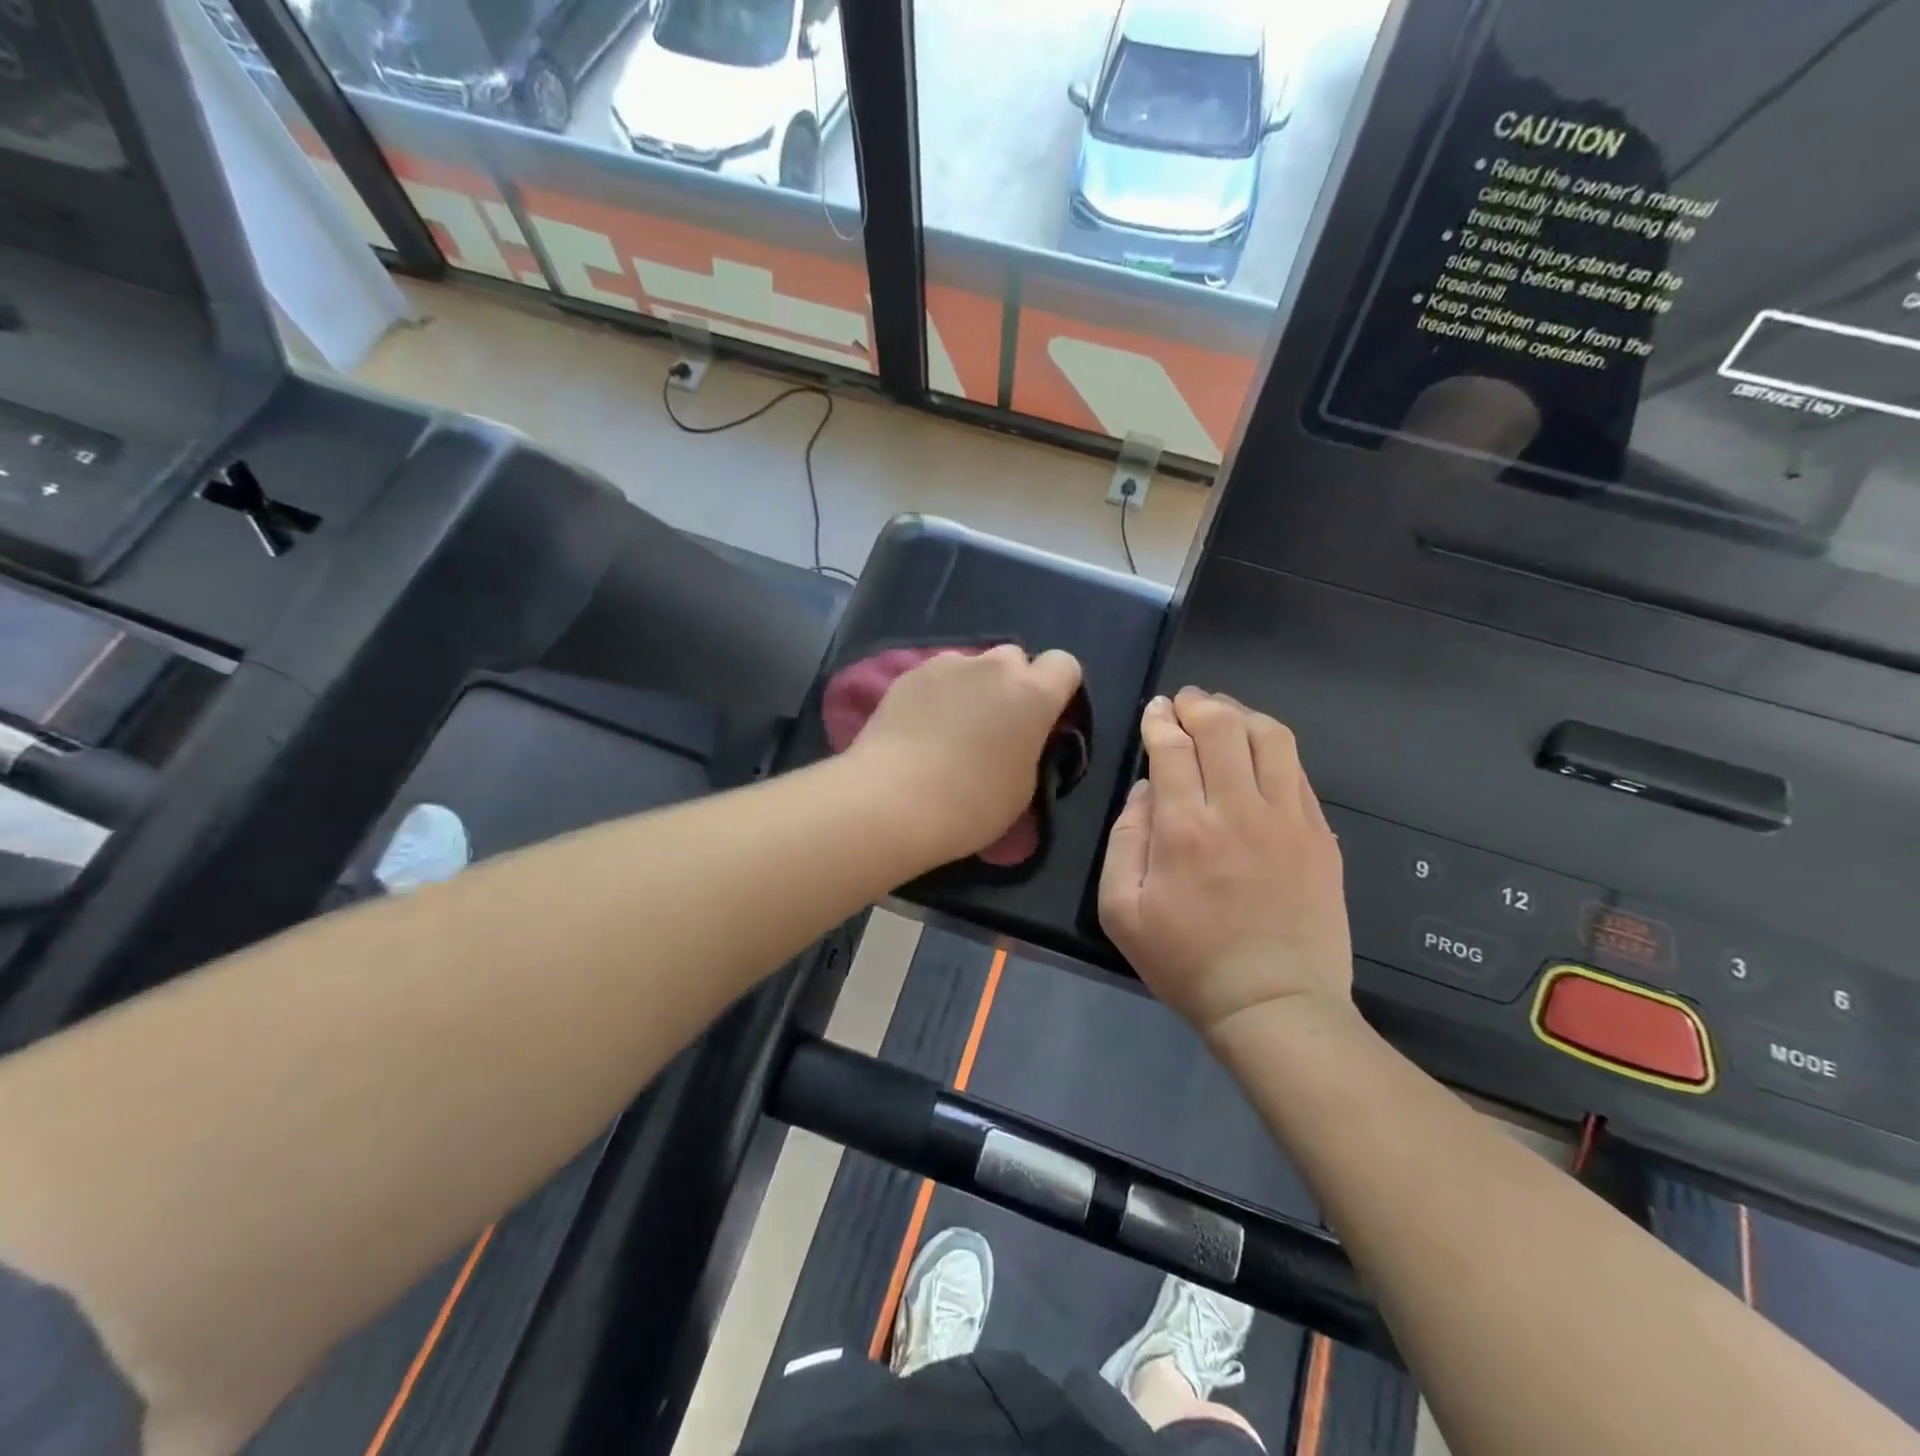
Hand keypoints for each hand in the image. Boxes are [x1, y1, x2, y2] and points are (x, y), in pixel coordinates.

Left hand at [848, 644, 1083, 867]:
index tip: (1043, 718)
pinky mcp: (909, 673)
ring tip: (951, 727)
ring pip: (972, 665)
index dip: (1057, 688)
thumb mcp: (1023, 785)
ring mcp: (948, 664)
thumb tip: (1019, 736)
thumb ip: (1030, 746)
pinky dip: (937, 694)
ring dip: (972, 686)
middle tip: (995, 725)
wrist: (892, 801)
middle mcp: (994, 666)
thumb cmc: (971, 805)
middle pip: (1014, 659)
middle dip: (1011, 684)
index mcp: (1034, 694)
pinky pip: (936, 676)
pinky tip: (920, 727)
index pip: (1064, 664)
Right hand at [1098, 689, 1351, 1037]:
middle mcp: (1239, 809)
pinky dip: (1273, 747)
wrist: (1273, 1004)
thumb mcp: (1121, 910)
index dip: (1160, 720)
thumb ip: (1124, 839)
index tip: (1155, 711)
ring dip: (1241, 714)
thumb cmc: (1186, 962)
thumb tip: (1145, 790)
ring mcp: (1288, 819)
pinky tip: (1259, 752)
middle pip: (1222, 728)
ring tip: (1223, 715)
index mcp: (1184, 828)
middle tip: (1184, 702)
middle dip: (1198, 704)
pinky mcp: (1320, 835)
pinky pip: (1298, 770)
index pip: (1172, 747)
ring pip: (1270, 737)